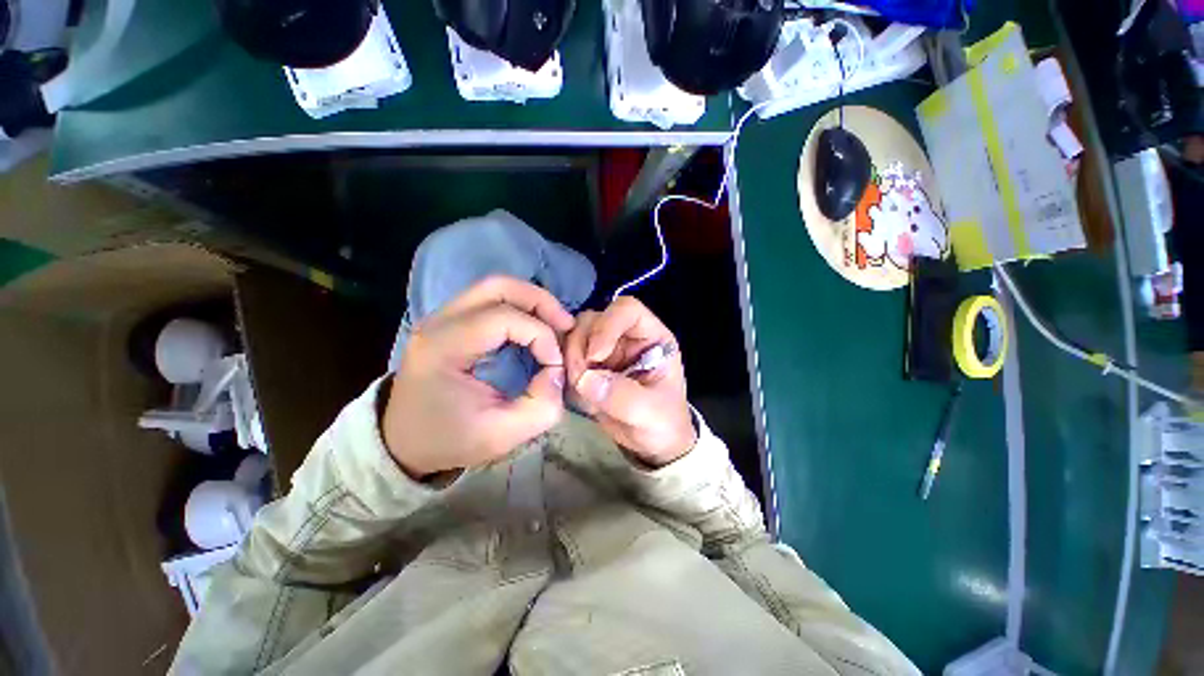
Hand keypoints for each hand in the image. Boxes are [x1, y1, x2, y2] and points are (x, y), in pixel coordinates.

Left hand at [383, 277, 573, 478]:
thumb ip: (541, 407)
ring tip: (555, 325)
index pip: (503, 318)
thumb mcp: (501, 436)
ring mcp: (442, 316)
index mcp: (444, 347)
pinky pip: (491, 299)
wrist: (404, 441)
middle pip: (498, 286)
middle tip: (565, 325)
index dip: (541, 336)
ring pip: (496, 287)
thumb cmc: (449, 439)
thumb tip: (557, 372)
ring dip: (532, 301)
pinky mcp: (451, 321)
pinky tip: (534, 327)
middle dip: (540, 302)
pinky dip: (520, 307)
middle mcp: (439, 321)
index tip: (555, 365)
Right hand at [565, 297, 695, 467]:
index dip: (607, 325)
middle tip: (580, 379)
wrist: (651, 444)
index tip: (596, 356)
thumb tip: (586, 379)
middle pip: (592, 319)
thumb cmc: (663, 423)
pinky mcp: (588, 364)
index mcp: (650, 337)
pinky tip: (579, 396)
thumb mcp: (652, 413)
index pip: (627, 309)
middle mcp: (625, 336)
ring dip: (570, 361)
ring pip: (574, 335)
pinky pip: (566, 357)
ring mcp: (605, 349)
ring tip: (580, 389)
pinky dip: (565, 374)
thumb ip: (623, 397)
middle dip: (580, 347)